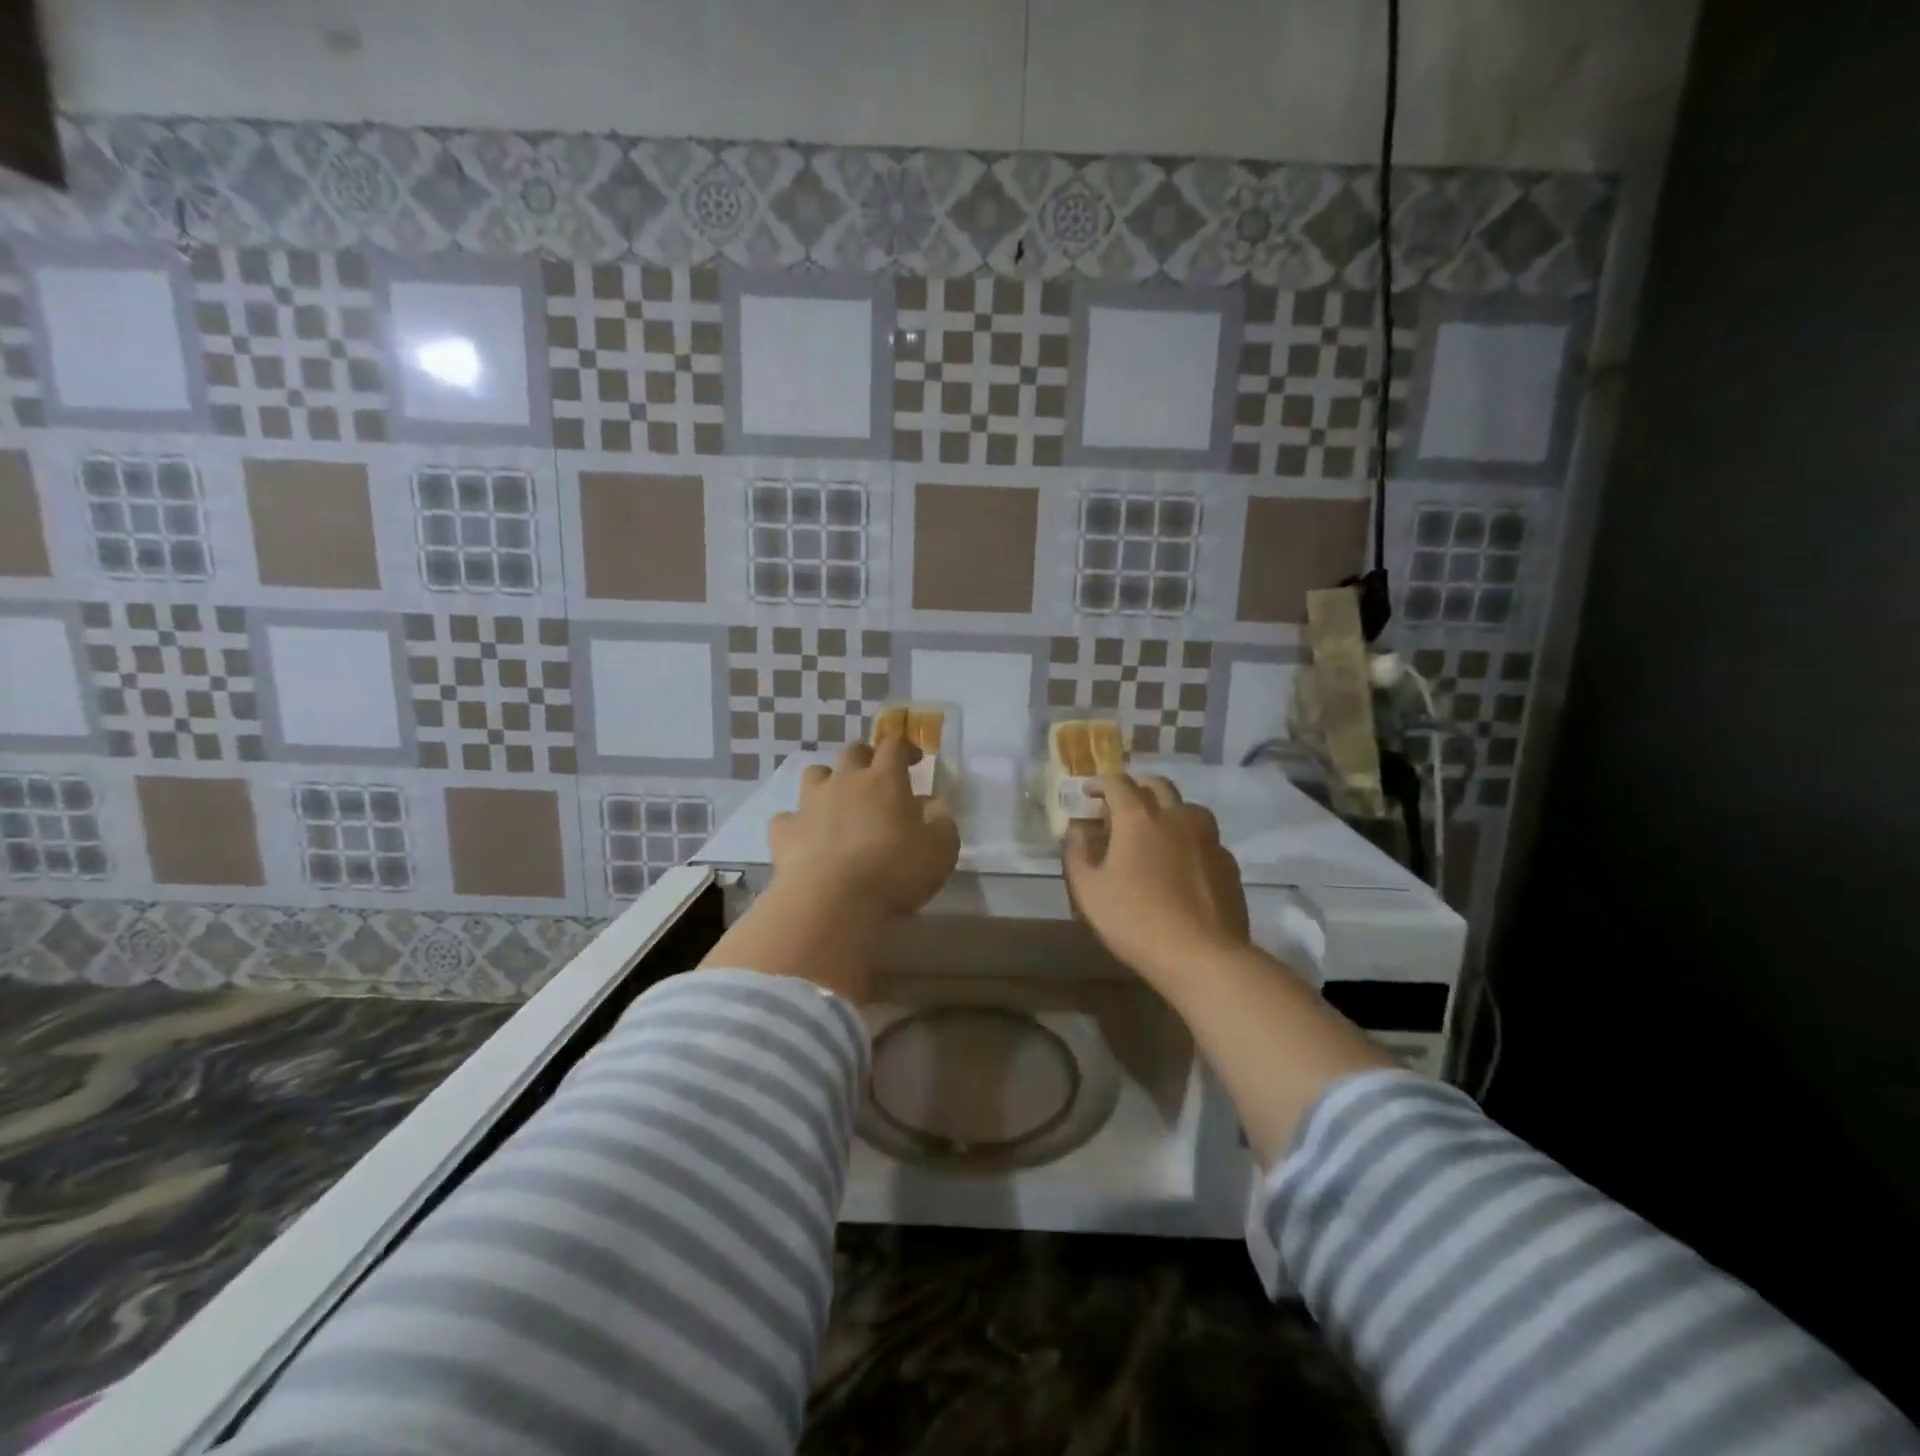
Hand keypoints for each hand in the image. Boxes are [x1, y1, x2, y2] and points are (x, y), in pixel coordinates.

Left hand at [768, 740, 959, 919]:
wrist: (832, 901)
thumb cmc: (895, 871)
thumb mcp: (941, 850)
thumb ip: (942, 823)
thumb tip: (934, 808)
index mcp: (885, 780)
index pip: (894, 746)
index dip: (905, 748)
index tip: (914, 761)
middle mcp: (845, 781)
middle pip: (853, 752)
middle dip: (866, 758)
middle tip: (876, 778)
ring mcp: (810, 804)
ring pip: (814, 774)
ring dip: (827, 782)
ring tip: (838, 804)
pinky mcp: (784, 831)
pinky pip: (788, 817)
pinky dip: (798, 824)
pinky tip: (807, 840)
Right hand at [1064, 774, 1249, 986]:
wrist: (1202, 956)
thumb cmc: (1135, 920)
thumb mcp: (1088, 890)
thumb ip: (1077, 853)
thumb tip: (1077, 829)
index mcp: (1138, 818)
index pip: (1117, 783)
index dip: (1100, 782)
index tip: (1088, 791)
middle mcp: (1176, 816)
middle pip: (1158, 785)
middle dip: (1136, 787)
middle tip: (1121, 803)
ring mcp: (1208, 838)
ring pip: (1188, 807)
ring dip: (1168, 808)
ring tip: (1156, 828)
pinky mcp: (1228, 862)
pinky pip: (1206, 837)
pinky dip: (1189, 838)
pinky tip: (1183, 860)